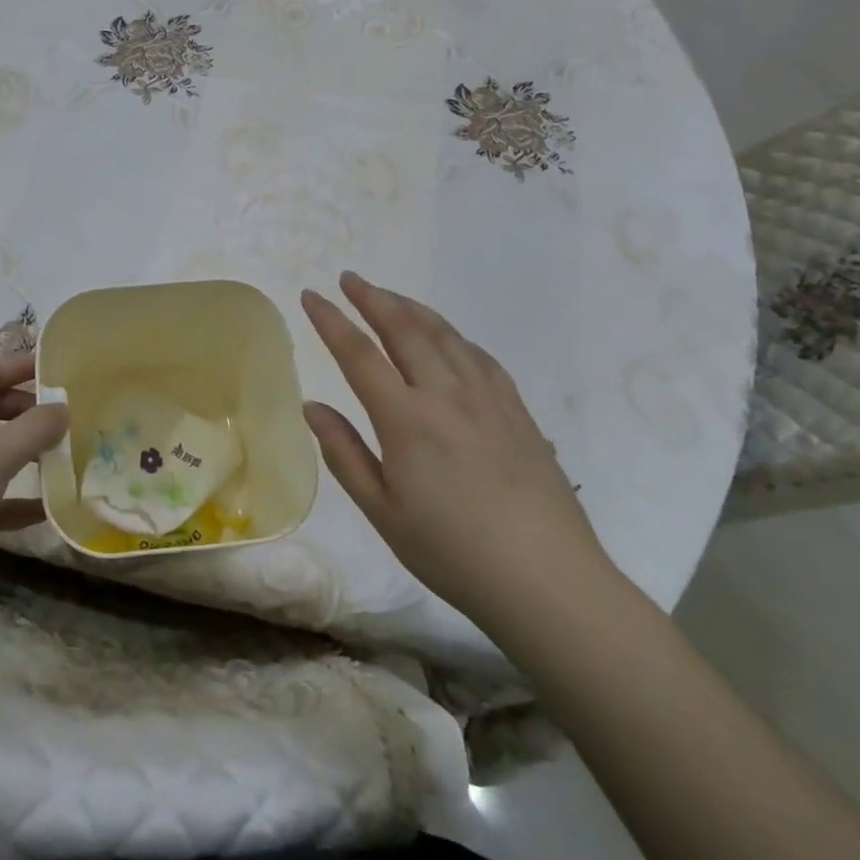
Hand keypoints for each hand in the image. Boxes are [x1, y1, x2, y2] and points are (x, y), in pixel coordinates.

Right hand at [301, 272, 613, 633]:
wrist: (547, 580)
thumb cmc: (453, 552)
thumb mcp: (383, 512)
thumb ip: (345, 453)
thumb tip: (313, 406)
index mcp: (406, 419)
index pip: (358, 353)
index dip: (331, 320)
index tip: (311, 295)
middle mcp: (445, 393)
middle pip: (403, 327)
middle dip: (372, 297)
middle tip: (349, 279)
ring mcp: (487, 396)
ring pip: (443, 333)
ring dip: (410, 307)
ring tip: (388, 296)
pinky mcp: (516, 408)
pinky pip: (478, 354)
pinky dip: (451, 334)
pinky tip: (445, 338)